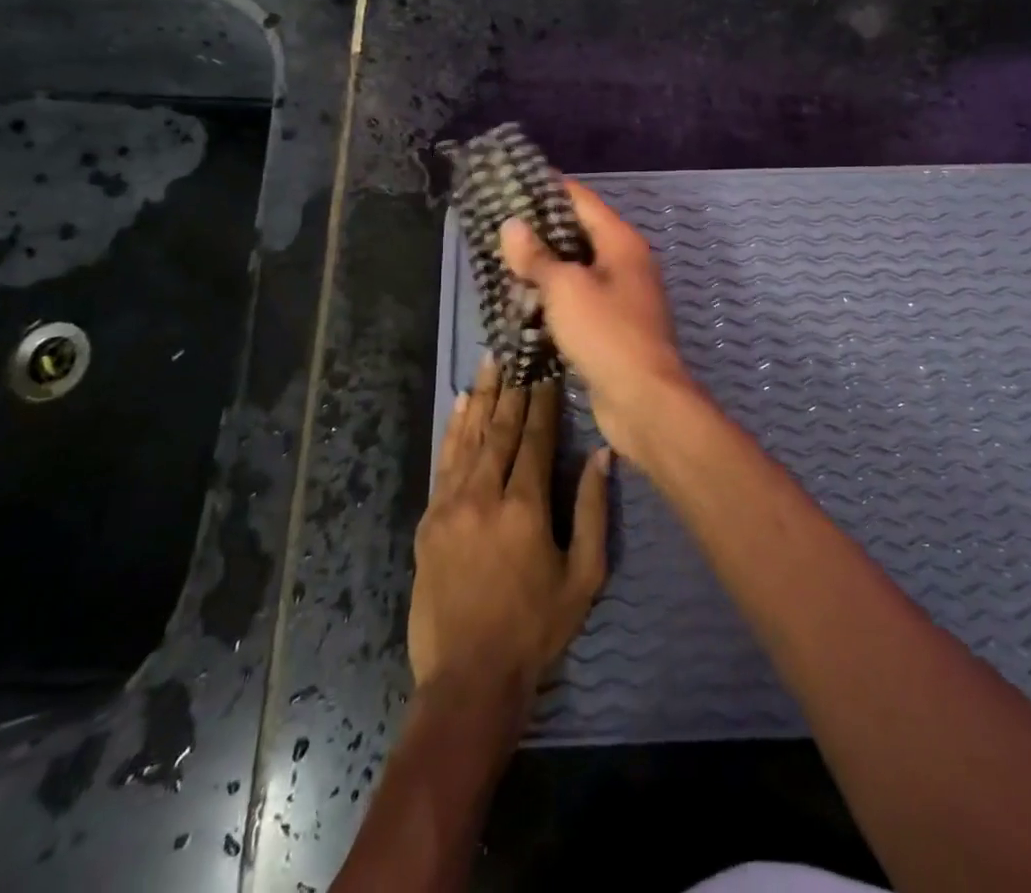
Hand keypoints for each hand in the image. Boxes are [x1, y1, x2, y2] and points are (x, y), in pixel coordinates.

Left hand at [409, 355, 610, 704]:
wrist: (468, 679)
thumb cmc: (536, 629)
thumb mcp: (584, 575)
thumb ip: (593, 510)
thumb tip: (601, 454)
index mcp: (525, 507)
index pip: (535, 438)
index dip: (542, 400)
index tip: (547, 369)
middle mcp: (484, 495)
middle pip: (500, 429)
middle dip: (512, 388)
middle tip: (518, 353)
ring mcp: (450, 505)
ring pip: (469, 437)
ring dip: (482, 397)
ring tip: (490, 362)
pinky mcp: (429, 520)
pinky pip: (444, 462)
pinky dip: (454, 429)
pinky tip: (460, 404)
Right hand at [500, 179, 696, 461]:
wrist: (644, 400)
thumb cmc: (606, 333)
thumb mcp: (564, 288)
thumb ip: (536, 257)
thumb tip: (511, 225)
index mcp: (621, 242)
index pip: (581, 199)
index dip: (547, 188)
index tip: (511, 183)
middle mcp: (625, 263)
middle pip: (579, 234)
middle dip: (539, 231)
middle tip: (497, 227)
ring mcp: (622, 296)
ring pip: (577, 270)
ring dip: (544, 268)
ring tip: (502, 264)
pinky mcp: (613, 327)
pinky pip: (578, 301)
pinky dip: (554, 299)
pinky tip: (524, 305)